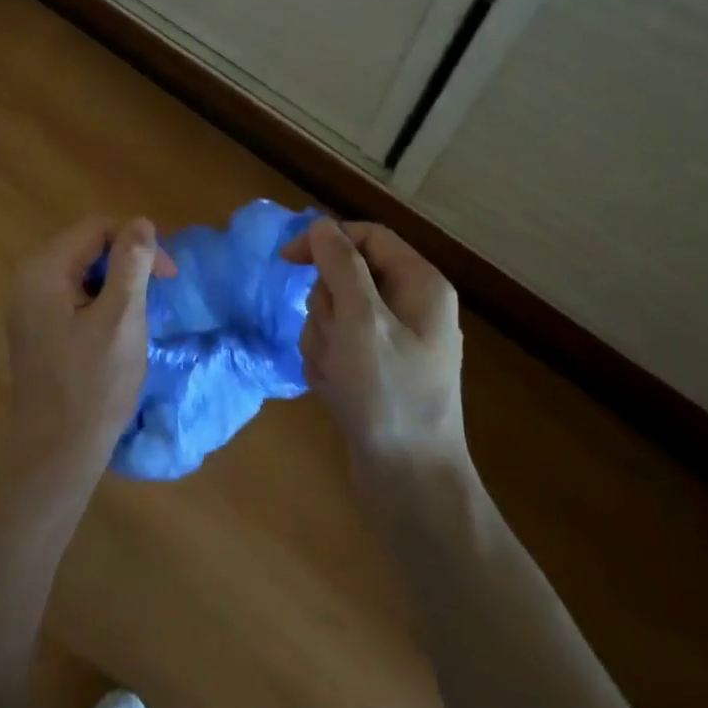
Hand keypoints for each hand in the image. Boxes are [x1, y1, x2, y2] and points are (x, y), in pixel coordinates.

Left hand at [4, 217, 177, 486]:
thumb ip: (131, 264)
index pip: (97, 228)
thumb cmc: (93, 386)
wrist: (56, 453)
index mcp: (43, 270)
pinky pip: (72, 298)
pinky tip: (115, 335)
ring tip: (137, 320)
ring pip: (82, 274)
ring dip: (116, 287)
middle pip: (87, 248)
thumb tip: (141, 222)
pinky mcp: (35, 329)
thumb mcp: (121, 319)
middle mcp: (28, 280)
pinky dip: (99, 305)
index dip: (137, 243)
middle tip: (157, 297)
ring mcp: (27, 306)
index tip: (168, 276)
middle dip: (127, 264)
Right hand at [281, 219, 466, 467]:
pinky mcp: (376, 370)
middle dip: (325, 308)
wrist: (409, 482)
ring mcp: (393, 342)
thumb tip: (323, 226)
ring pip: (335, 314)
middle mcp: (411, 307)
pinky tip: (337, 391)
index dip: (326, 240)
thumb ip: (341, 266)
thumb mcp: (361, 322)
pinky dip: (327, 364)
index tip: (286, 260)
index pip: (368, 237)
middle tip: (335, 342)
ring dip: (323, 341)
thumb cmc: (387, 395)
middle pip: (346, 278)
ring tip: (337, 375)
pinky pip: (338, 347)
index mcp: (420, 285)